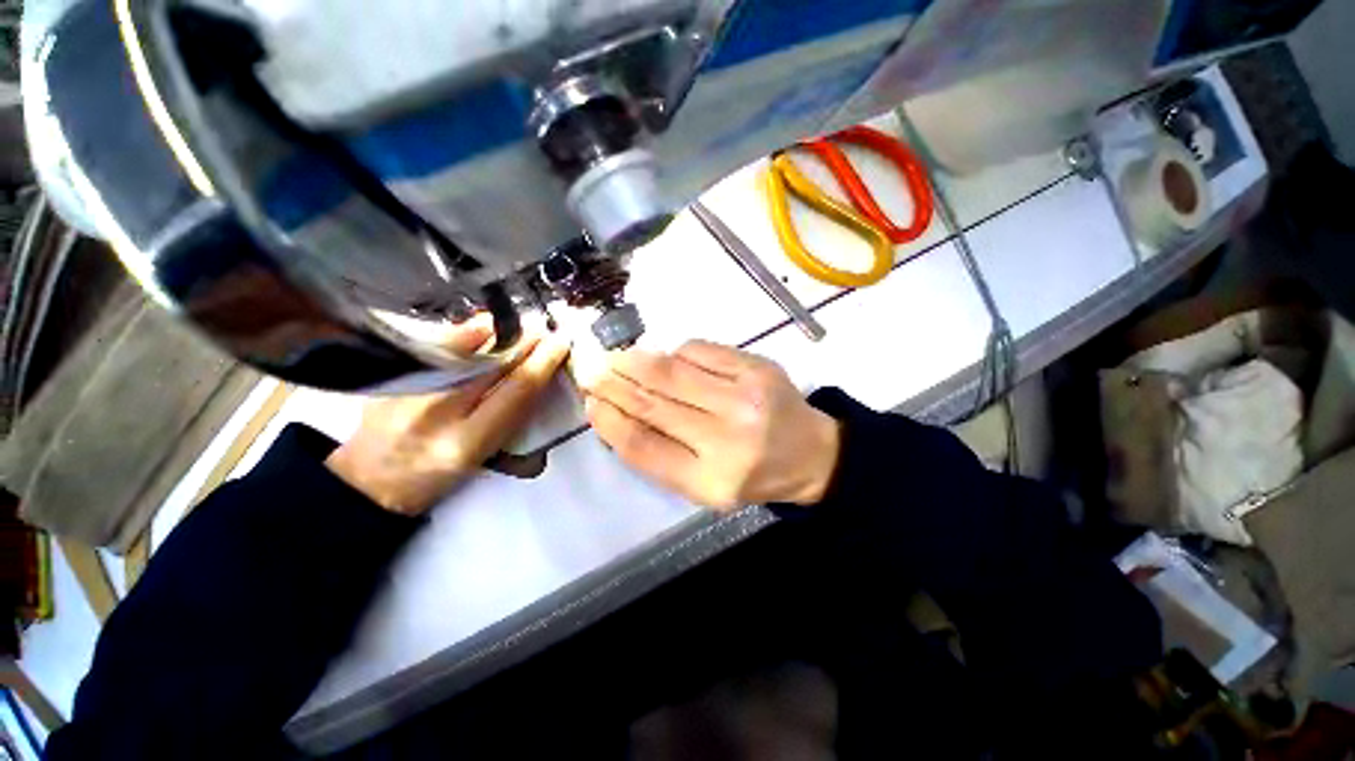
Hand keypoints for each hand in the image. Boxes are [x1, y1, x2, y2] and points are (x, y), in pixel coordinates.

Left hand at [327, 321, 570, 515]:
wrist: (371, 479)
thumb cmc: (438, 475)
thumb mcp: (483, 456)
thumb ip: (510, 418)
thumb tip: (535, 375)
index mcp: (467, 441)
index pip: (517, 390)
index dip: (544, 362)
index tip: (561, 344)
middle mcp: (437, 411)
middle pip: (493, 363)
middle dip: (525, 341)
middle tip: (545, 328)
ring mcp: (410, 389)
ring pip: (464, 348)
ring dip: (499, 331)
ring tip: (520, 324)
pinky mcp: (392, 376)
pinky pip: (437, 345)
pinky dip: (465, 331)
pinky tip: (483, 325)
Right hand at [579, 340, 839, 510]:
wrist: (811, 452)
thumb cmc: (750, 474)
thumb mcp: (704, 484)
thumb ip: (659, 455)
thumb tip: (615, 412)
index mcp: (712, 481)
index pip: (644, 448)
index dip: (610, 422)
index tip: (590, 402)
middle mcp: (729, 440)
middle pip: (654, 404)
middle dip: (614, 383)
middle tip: (589, 369)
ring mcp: (746, 398)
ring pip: (672, 371)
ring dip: (636, 361)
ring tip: (616, 358)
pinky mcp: (757, 368)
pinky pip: (700, 351)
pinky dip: (674, 352)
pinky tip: (665, 357)